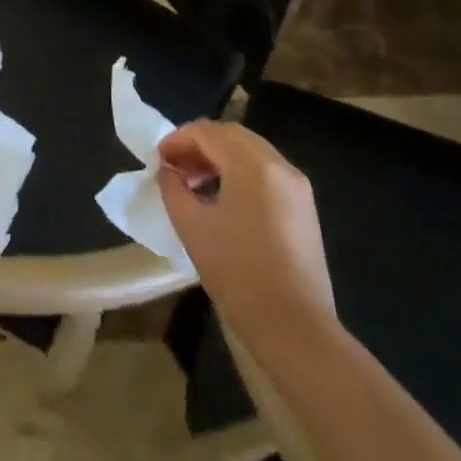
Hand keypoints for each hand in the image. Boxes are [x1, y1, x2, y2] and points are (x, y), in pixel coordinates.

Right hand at [156, 120, 336, 336]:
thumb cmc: (238, 273)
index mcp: (253, 166)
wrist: (294, 328)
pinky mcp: (303, 207)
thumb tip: (167, 171)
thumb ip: (173, 189)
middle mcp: (280, 166)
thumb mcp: (192, 227)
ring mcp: (297, 186)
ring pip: (250, 152)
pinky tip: (220, 199)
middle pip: (232, 135)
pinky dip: (238, 173)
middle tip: (173, 167)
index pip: (208, 132)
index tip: (157, 160)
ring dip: (218, 158)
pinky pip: (265, 172)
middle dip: (198, 145)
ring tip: (192, 184)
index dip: (177, 140)